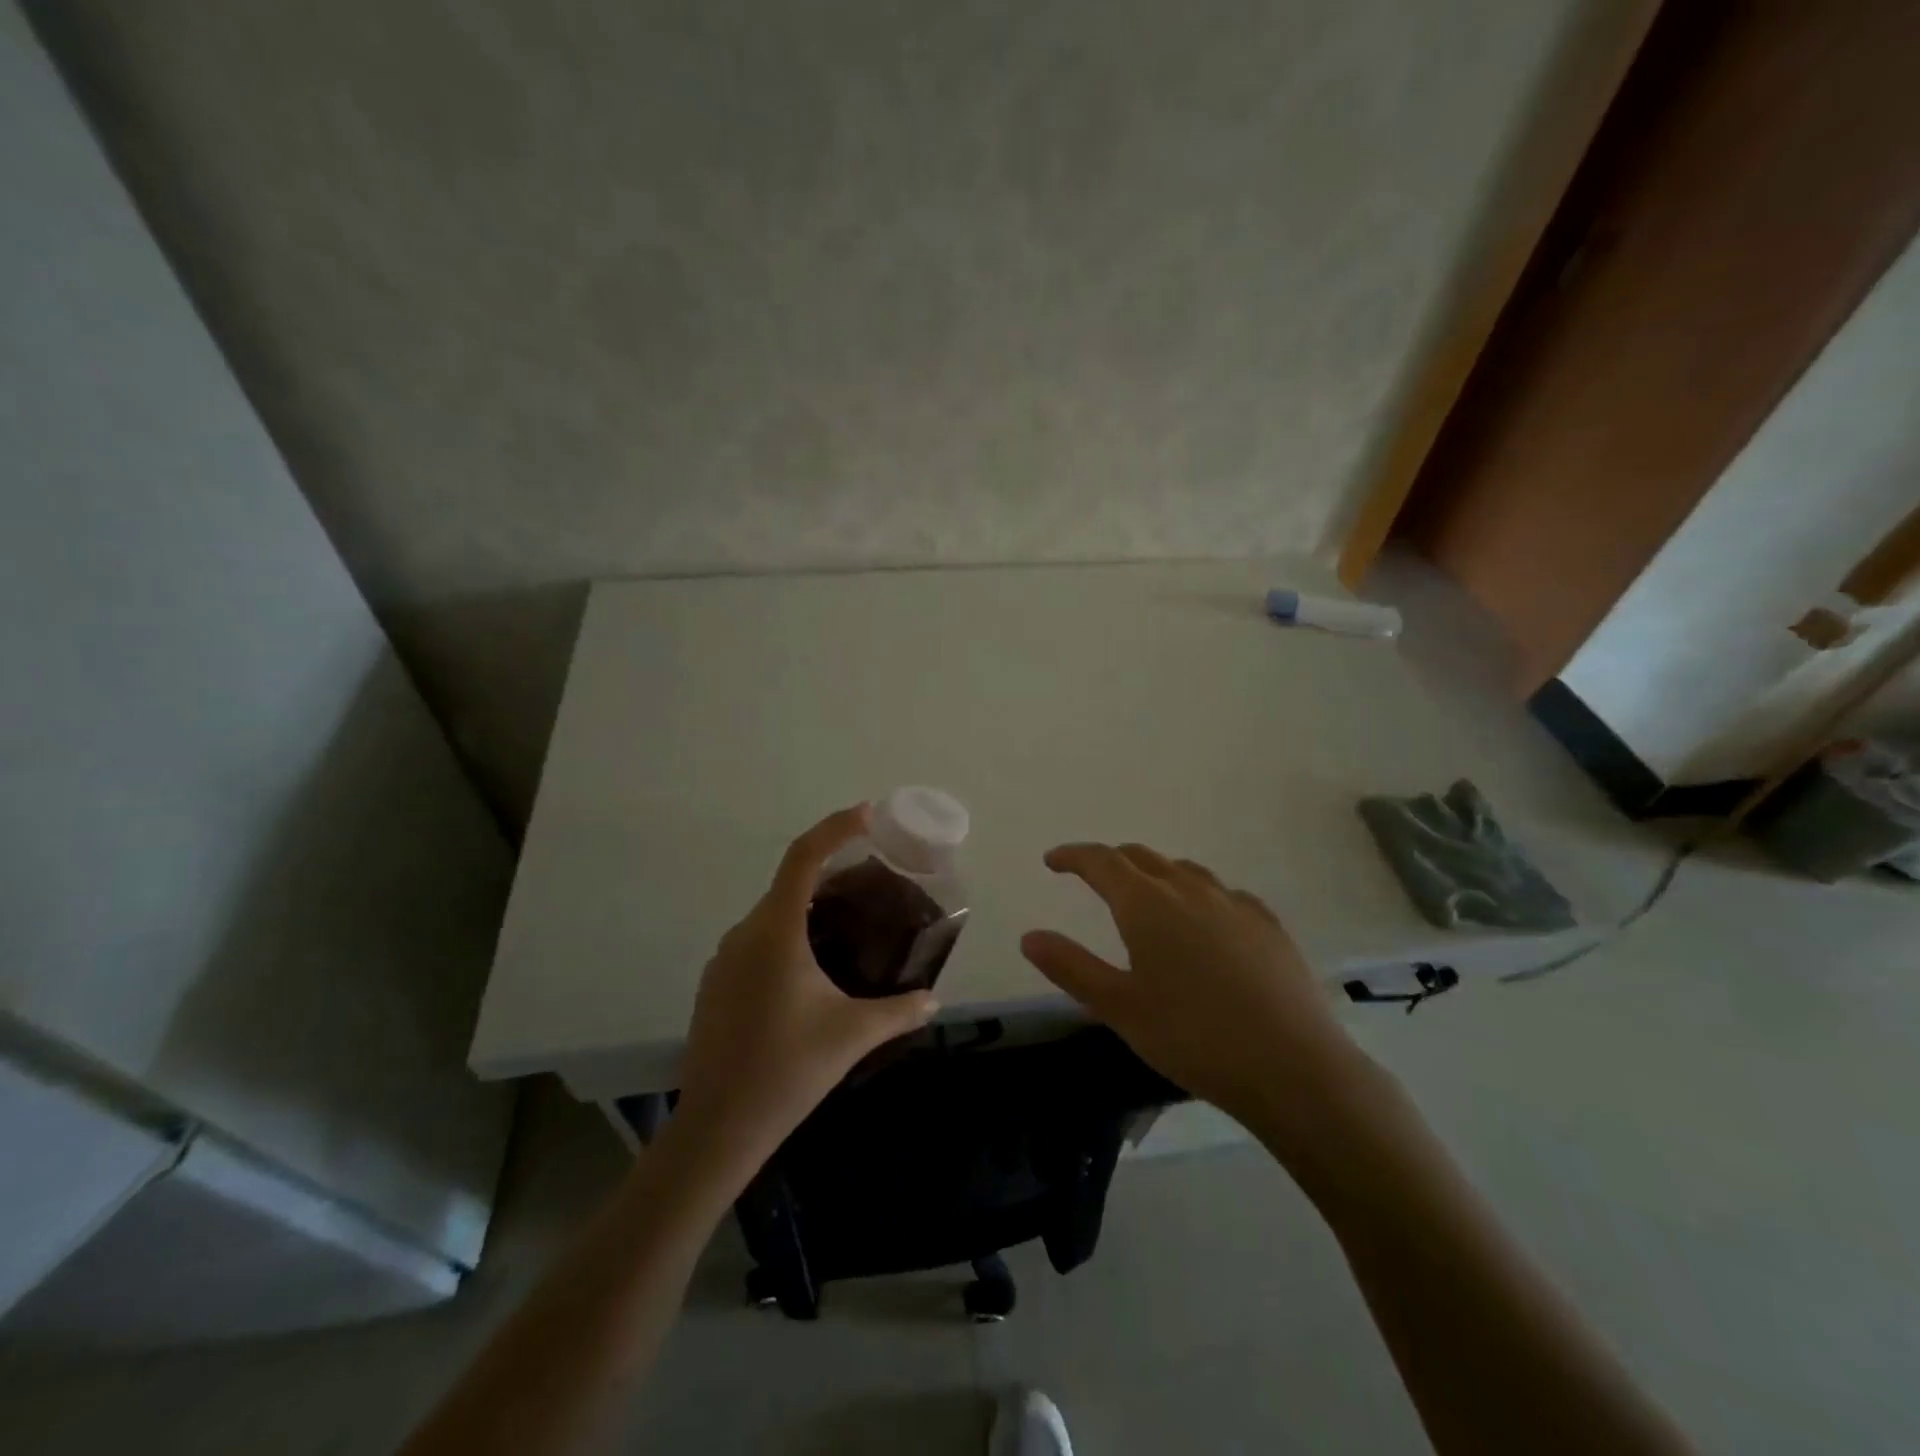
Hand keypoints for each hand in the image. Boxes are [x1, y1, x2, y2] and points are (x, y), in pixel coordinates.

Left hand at [673, 805, 940, 1170]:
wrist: (717, 1128)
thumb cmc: (787, 1070)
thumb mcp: (852, 1035)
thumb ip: (899, 1011)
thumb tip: (934, 1001)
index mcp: (776, 931)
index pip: (804, 857)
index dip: (835, 828)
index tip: (868, 814)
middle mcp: (745, 933)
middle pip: (790, 883)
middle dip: (832, 872)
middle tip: (874, 881)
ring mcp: (724, 958)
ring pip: (774, 914)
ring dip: (810, 908)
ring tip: (851, 924)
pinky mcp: (716, 983)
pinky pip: (759, 940)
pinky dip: (790, 934)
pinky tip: (814, 969)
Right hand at [1020, 843, 1365, 1139]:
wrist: (1292, 1066)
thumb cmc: (1192, 1037)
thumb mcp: (1119, 1008)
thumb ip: (1071, 967)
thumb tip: (1029, 936)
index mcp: (1146, 904)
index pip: (1101, 861)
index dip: (1073, 856)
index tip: (1053, 860)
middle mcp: (1189, 889)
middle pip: (1141, 857)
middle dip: (1111, 861)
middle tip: (1092, 877)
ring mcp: (1233, 903)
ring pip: (1184, 870)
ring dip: (1155, 873)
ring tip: (1146, 896)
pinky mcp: (1268, 924)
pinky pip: (1222, 893)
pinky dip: (1198, 894)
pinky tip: (1206, 922)